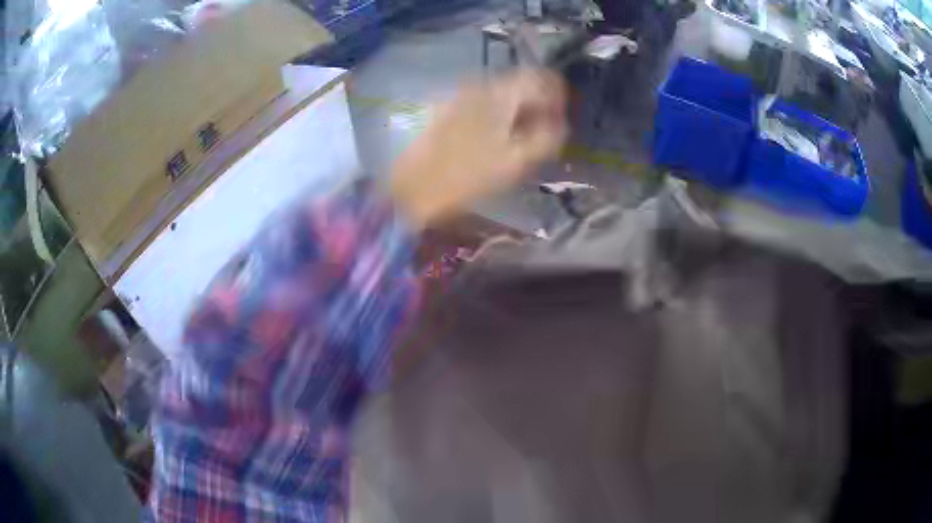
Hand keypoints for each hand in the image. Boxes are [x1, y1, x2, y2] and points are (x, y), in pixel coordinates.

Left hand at [390, 69, 568, 225]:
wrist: (415, 186)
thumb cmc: (469, 175)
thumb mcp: (518, 161)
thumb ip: (547, 138)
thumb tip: (561, 123)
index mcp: (502, 93)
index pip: (542, 77)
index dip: (558, 95)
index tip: (561, 118)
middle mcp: (482, 84)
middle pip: (521, 83)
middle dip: (538, 104)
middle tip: (543, 132)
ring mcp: (462, 95)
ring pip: (502, 93)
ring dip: (518, 110)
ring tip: (520, 140)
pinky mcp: (449, 107)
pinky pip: (484, 102)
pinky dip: (498, 114)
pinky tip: (495, 139)